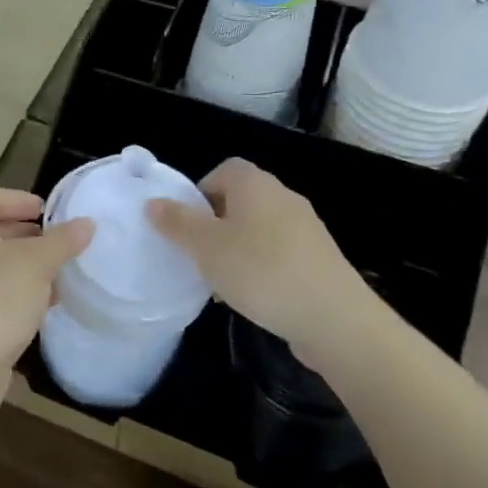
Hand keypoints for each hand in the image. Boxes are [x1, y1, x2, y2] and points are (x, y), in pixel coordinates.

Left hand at [0, 187, 93, 422]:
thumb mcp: (36, 264)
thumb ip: (63, 240)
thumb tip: (87, 223)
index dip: (20, 199)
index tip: (49, 211)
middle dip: (26, 234)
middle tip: (58, 242)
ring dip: (23, 266)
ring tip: (58, 274)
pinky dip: (13, 292)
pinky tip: (42, 306)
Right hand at [145, 158, 366, 355]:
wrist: (334, 317)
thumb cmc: (261, 271)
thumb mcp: (207, 248)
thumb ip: (177, 223)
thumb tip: (153, 202)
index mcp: (255, 184)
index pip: (222, 170)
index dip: (200, 193)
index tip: (187, 226)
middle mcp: (283, 196)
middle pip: (240, 200)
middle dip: (216, 225)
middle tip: (199, 255)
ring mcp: (306, 227)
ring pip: (259, 229)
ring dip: (238, 249)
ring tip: (223, 283)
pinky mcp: (319, 258)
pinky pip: (280, 253)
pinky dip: (262, 267)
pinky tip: (254, 297)